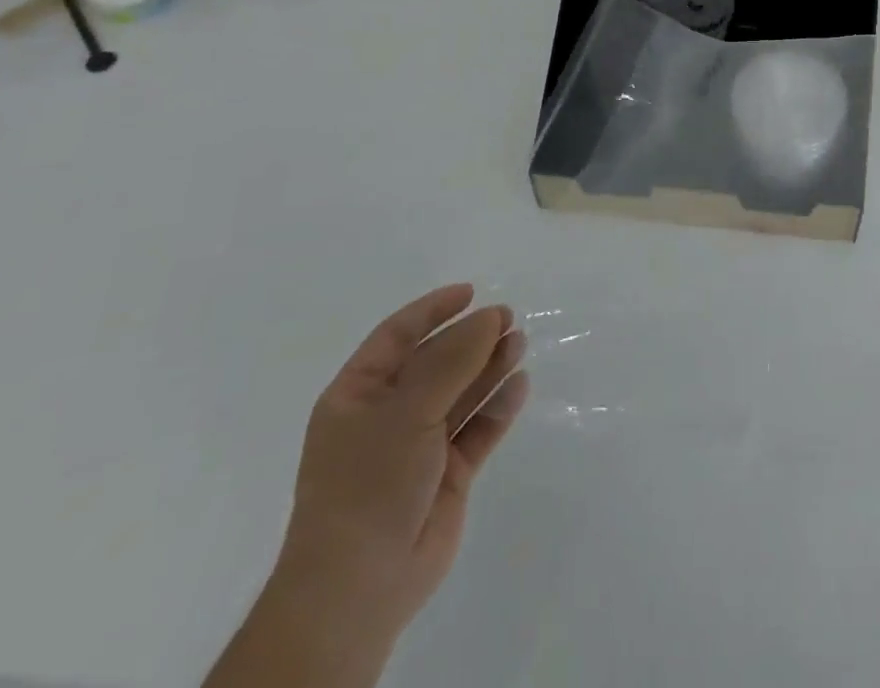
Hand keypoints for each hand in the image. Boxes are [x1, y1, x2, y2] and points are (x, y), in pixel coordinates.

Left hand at [273, 284, 529, 641]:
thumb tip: (492, 315)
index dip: (433, 311)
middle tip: (509, 317)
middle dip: (471, 338)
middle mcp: (388, 415)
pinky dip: (498, 406)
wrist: (359, 586)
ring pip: (461, 393)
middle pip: (436, 361)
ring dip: (489, 366)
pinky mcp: (448, 474)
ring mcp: (419, 446)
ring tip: (520, 342)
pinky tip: (520, 385)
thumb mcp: (407, 410)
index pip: (397, 336)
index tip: (472, 292)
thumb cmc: (368, 483)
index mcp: (358, 395)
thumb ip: (454, 359)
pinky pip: (477, 429)